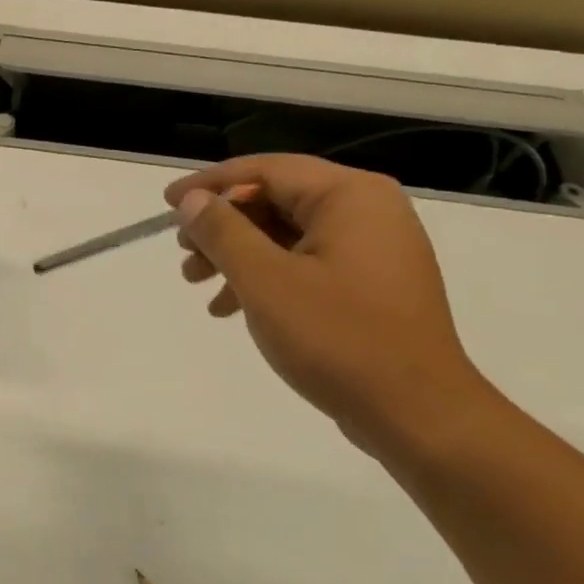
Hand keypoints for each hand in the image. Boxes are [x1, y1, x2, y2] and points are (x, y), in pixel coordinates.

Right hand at [166, 155, 496, 454]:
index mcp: (350, 196)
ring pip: (287, 235)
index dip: (209, 183)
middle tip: (182, 252)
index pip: (266, 170)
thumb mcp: (265, 281)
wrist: (416, 413)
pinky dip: (265, 277)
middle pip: (276, 200)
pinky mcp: (370, 285)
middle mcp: (368, 211)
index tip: (167, 202)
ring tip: (196, 283)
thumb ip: (223, 232)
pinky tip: (229, 307)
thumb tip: (192, 200)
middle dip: (222, 225)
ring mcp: (373, 249)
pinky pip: (306, 263)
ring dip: (237, 254)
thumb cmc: (337, 338)